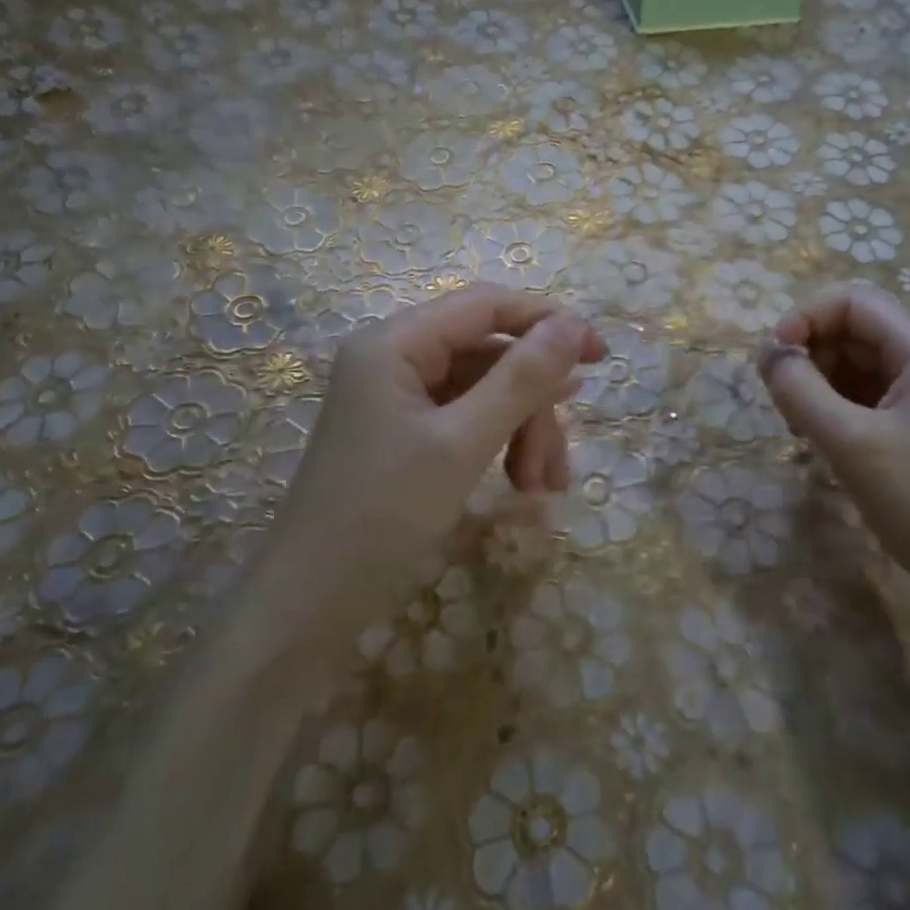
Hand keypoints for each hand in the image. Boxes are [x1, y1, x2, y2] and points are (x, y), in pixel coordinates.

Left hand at [263, 285, 602, 613]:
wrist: (309, 604)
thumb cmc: (382, 515)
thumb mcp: (463, 444)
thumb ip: (521, 379)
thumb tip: (574, 325)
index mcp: (395, 343)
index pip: (486, 306)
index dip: (548, 322)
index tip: (599, 356)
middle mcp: (395, 358)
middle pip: (491, 355)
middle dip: (534, 405)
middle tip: (559, 463)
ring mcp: (399, 397)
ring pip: (487, 392)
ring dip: (524, 433)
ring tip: (542, 489)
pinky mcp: (406, 432)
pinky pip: (469, 420)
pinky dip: (501, 447)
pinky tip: (523, 485)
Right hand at [757, 285, 909, 622]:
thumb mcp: (851, 443)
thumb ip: (800, 390)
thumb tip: (768, 353)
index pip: (853, 302)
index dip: (804, 318)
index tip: (771, 361)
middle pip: (856, 331)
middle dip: (810, 355)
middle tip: (783, 404)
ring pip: (860, 366)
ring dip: (821, 385)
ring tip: (800, 429)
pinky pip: (872, 399)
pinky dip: (840, 410)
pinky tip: (824, 443)